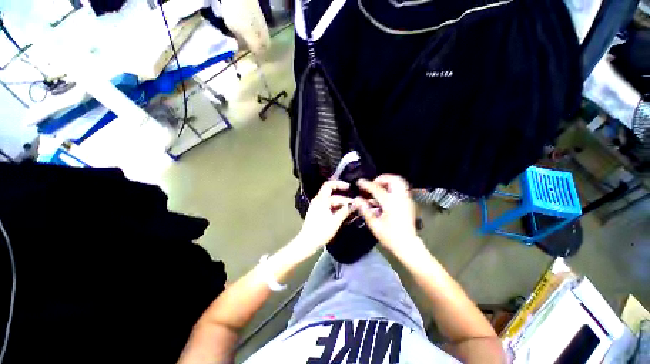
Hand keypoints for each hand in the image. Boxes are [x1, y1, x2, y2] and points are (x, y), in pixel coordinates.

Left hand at [296, 180, 353, 254]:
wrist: (308, 242)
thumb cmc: (321, 231)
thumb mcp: (335, 221)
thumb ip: (345, 211)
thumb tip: (355, 204)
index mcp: (321, 200)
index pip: (330, 185)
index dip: (340, 184)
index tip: (349, 187)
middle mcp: (318, 200)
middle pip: (331, 192)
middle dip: (342, 195)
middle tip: (353, 200)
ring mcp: (317, 206)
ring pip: (331, 199)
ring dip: (340, 202)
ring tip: (351, 208)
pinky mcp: (318, 211)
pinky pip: (328, 205)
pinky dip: (336, 207)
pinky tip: (343, 212)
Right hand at [354, 175, 419, 253]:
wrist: (408, 246)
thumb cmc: (390, 237)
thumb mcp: (374, 225)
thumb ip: (365, 210)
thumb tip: (357, 199)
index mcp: (391, 204)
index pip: (377, 189)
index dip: (367, 184)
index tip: (359, 182)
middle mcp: (401, 199)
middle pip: (394, 180)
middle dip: (382, 179)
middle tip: (373, 184)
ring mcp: (407, 200)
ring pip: (400, 182)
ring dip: (388, 182)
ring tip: (378, 188)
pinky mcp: (409, 203)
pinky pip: (401, 188)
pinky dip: (392, 187)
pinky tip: (384, 196)